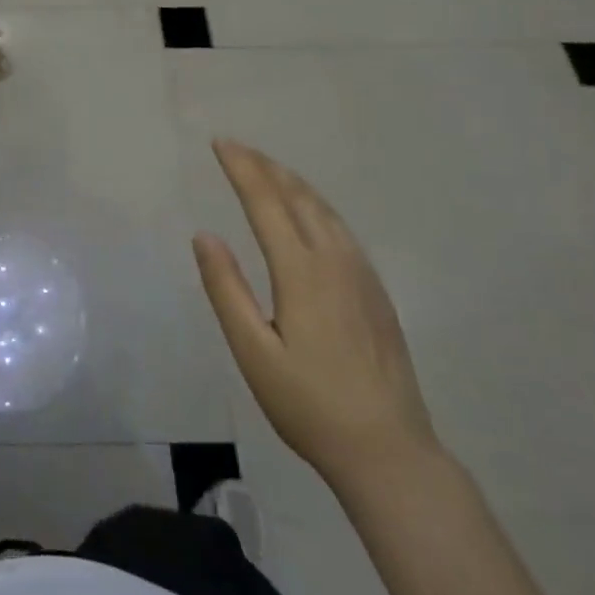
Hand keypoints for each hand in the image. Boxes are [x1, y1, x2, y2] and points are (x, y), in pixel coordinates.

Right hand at [192, 139, 440, 490]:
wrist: (390, 451)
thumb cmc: (309, 404)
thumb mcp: (253, 352)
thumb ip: (227, 290)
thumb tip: (204, 235)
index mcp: (301, 272)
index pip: (266, 202)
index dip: (242, 168)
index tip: (220, 143)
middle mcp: (335, 261)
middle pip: (298, 197)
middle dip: (265, 166)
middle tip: (237, 147)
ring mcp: (362, 275)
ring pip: (325, 210)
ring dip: (293, 182)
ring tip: (268, 168)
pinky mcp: (376, 293)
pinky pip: (342, 229)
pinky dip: (316, 205)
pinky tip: (310, 213)